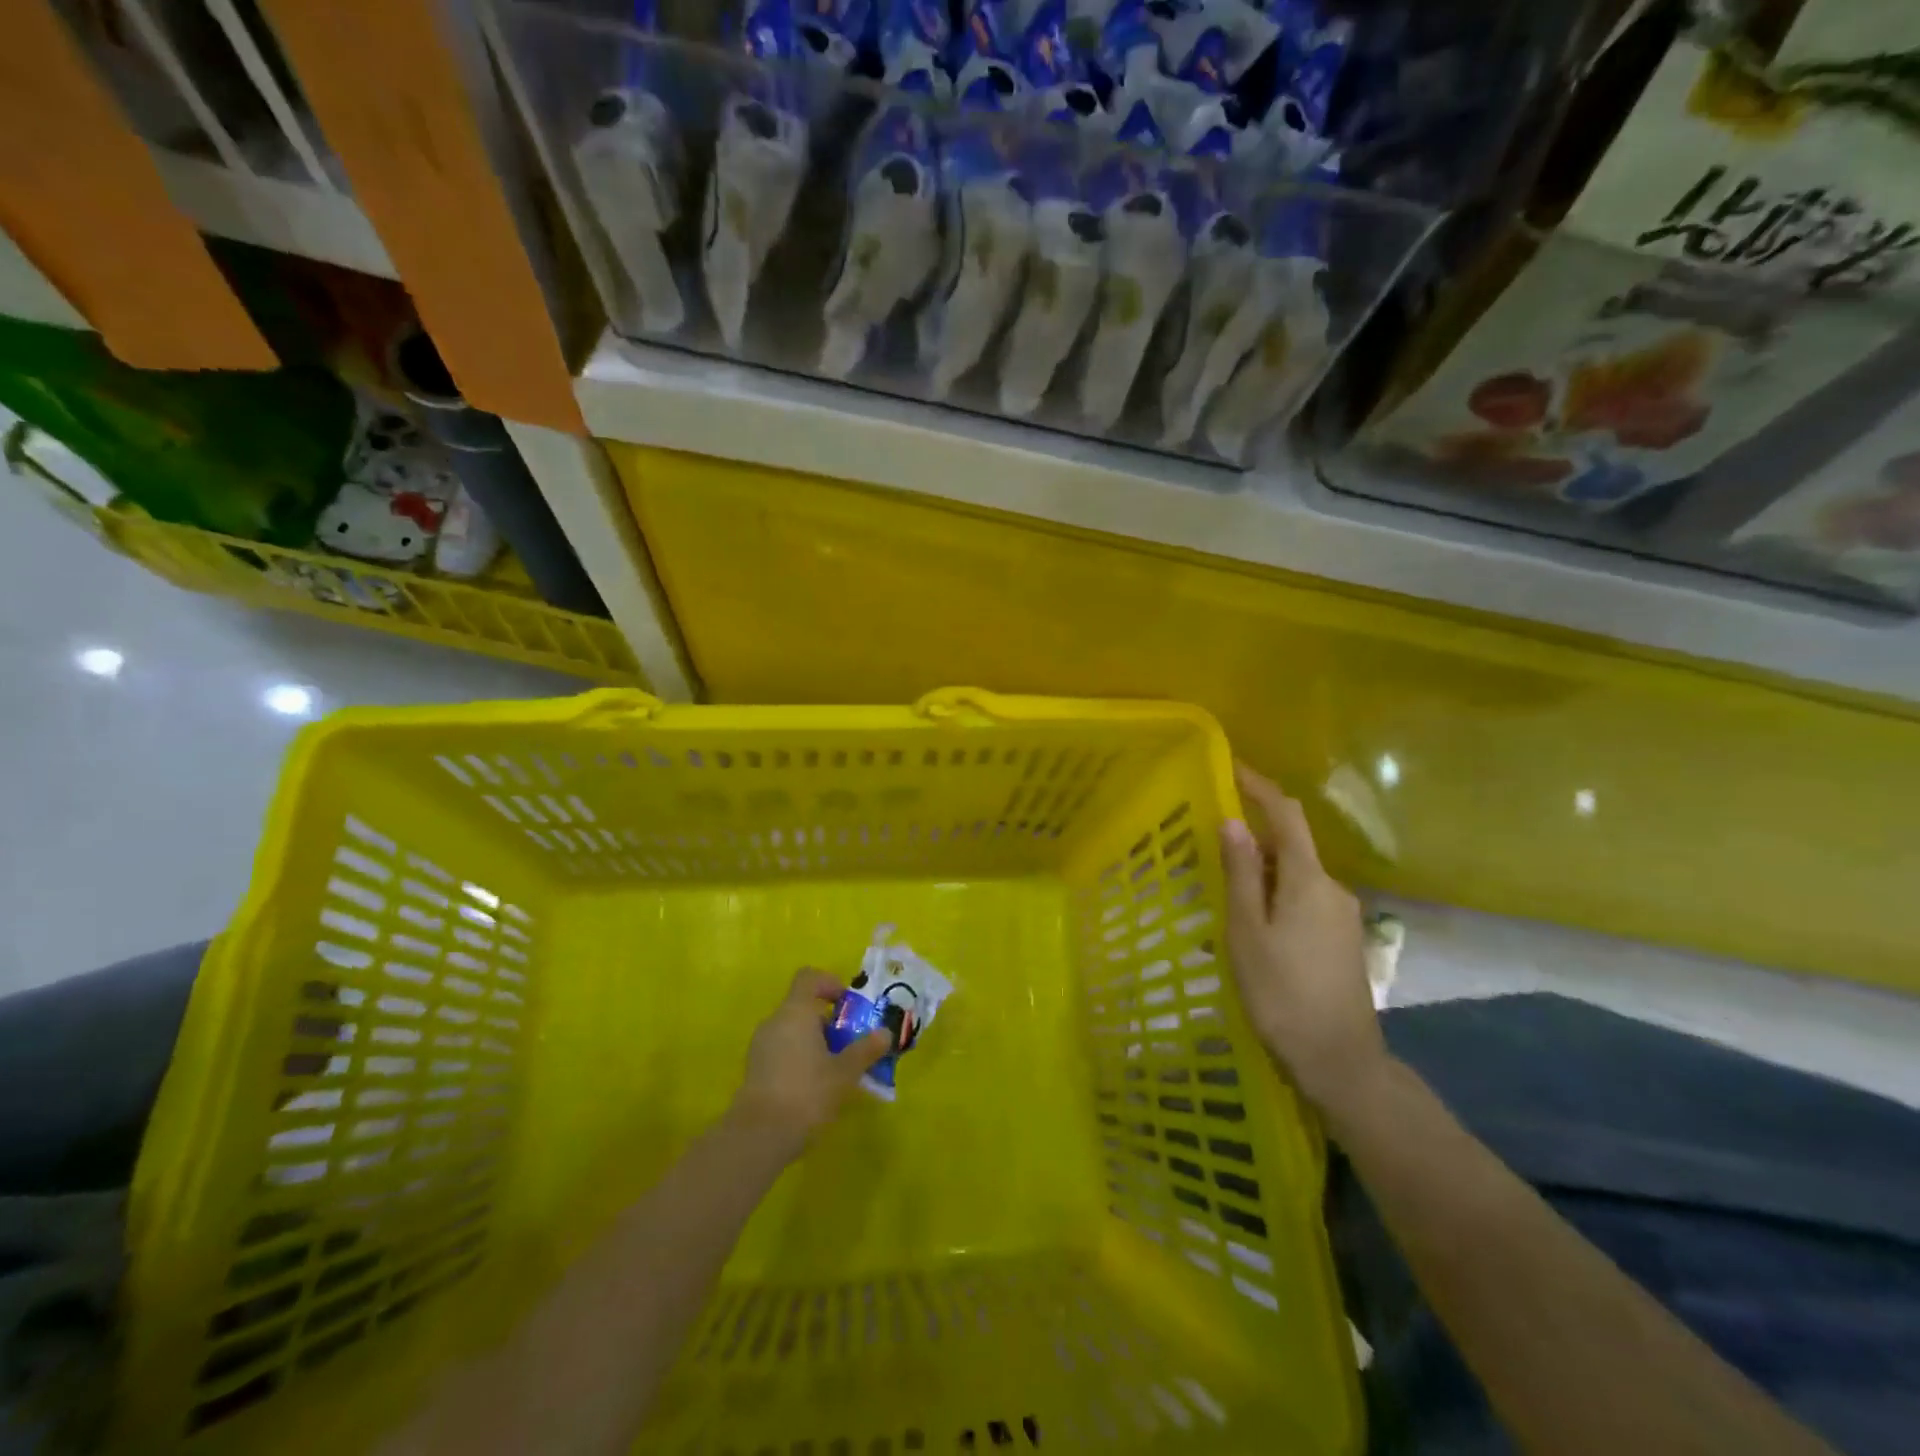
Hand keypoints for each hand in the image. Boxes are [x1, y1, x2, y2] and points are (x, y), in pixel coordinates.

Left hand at [731, 969, 890, 1147]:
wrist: (758, 1137)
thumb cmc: (806, 1093)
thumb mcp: (844, 1072)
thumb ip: (865, 1050)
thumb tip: (885, 1033)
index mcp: (795, 1012)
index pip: (809, 978)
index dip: (830, 984)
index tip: (848, 1005)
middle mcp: (774, 1022)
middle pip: (803, 1006)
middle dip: (829, 1021)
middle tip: (851, 1044)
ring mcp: (760, 1046)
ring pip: (793, 1031)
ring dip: (816, 1042)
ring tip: (837, 1069)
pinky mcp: (755, 1070)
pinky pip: (782, 1051)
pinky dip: (800, 1058)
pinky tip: (816, 1087)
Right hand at [1221, 764, 1388, 1113]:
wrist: (1340, 1060)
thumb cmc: (1282, 993)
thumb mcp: (1247, 931)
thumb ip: (1241, 873)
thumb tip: (1233, 822)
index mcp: (1308, 879)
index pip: (1286, 815)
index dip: (1260, 787)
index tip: (1232, 767)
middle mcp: (1333, 887)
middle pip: (1290, 845)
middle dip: (1252, 838)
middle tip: (1209, 849)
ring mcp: (1342, 915)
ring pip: (1295, 875)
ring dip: (1261, 872)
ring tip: (1223, 892)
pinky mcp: (1342, 938)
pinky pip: (1303, 898)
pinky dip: (1275, 895)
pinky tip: (1252, 922)